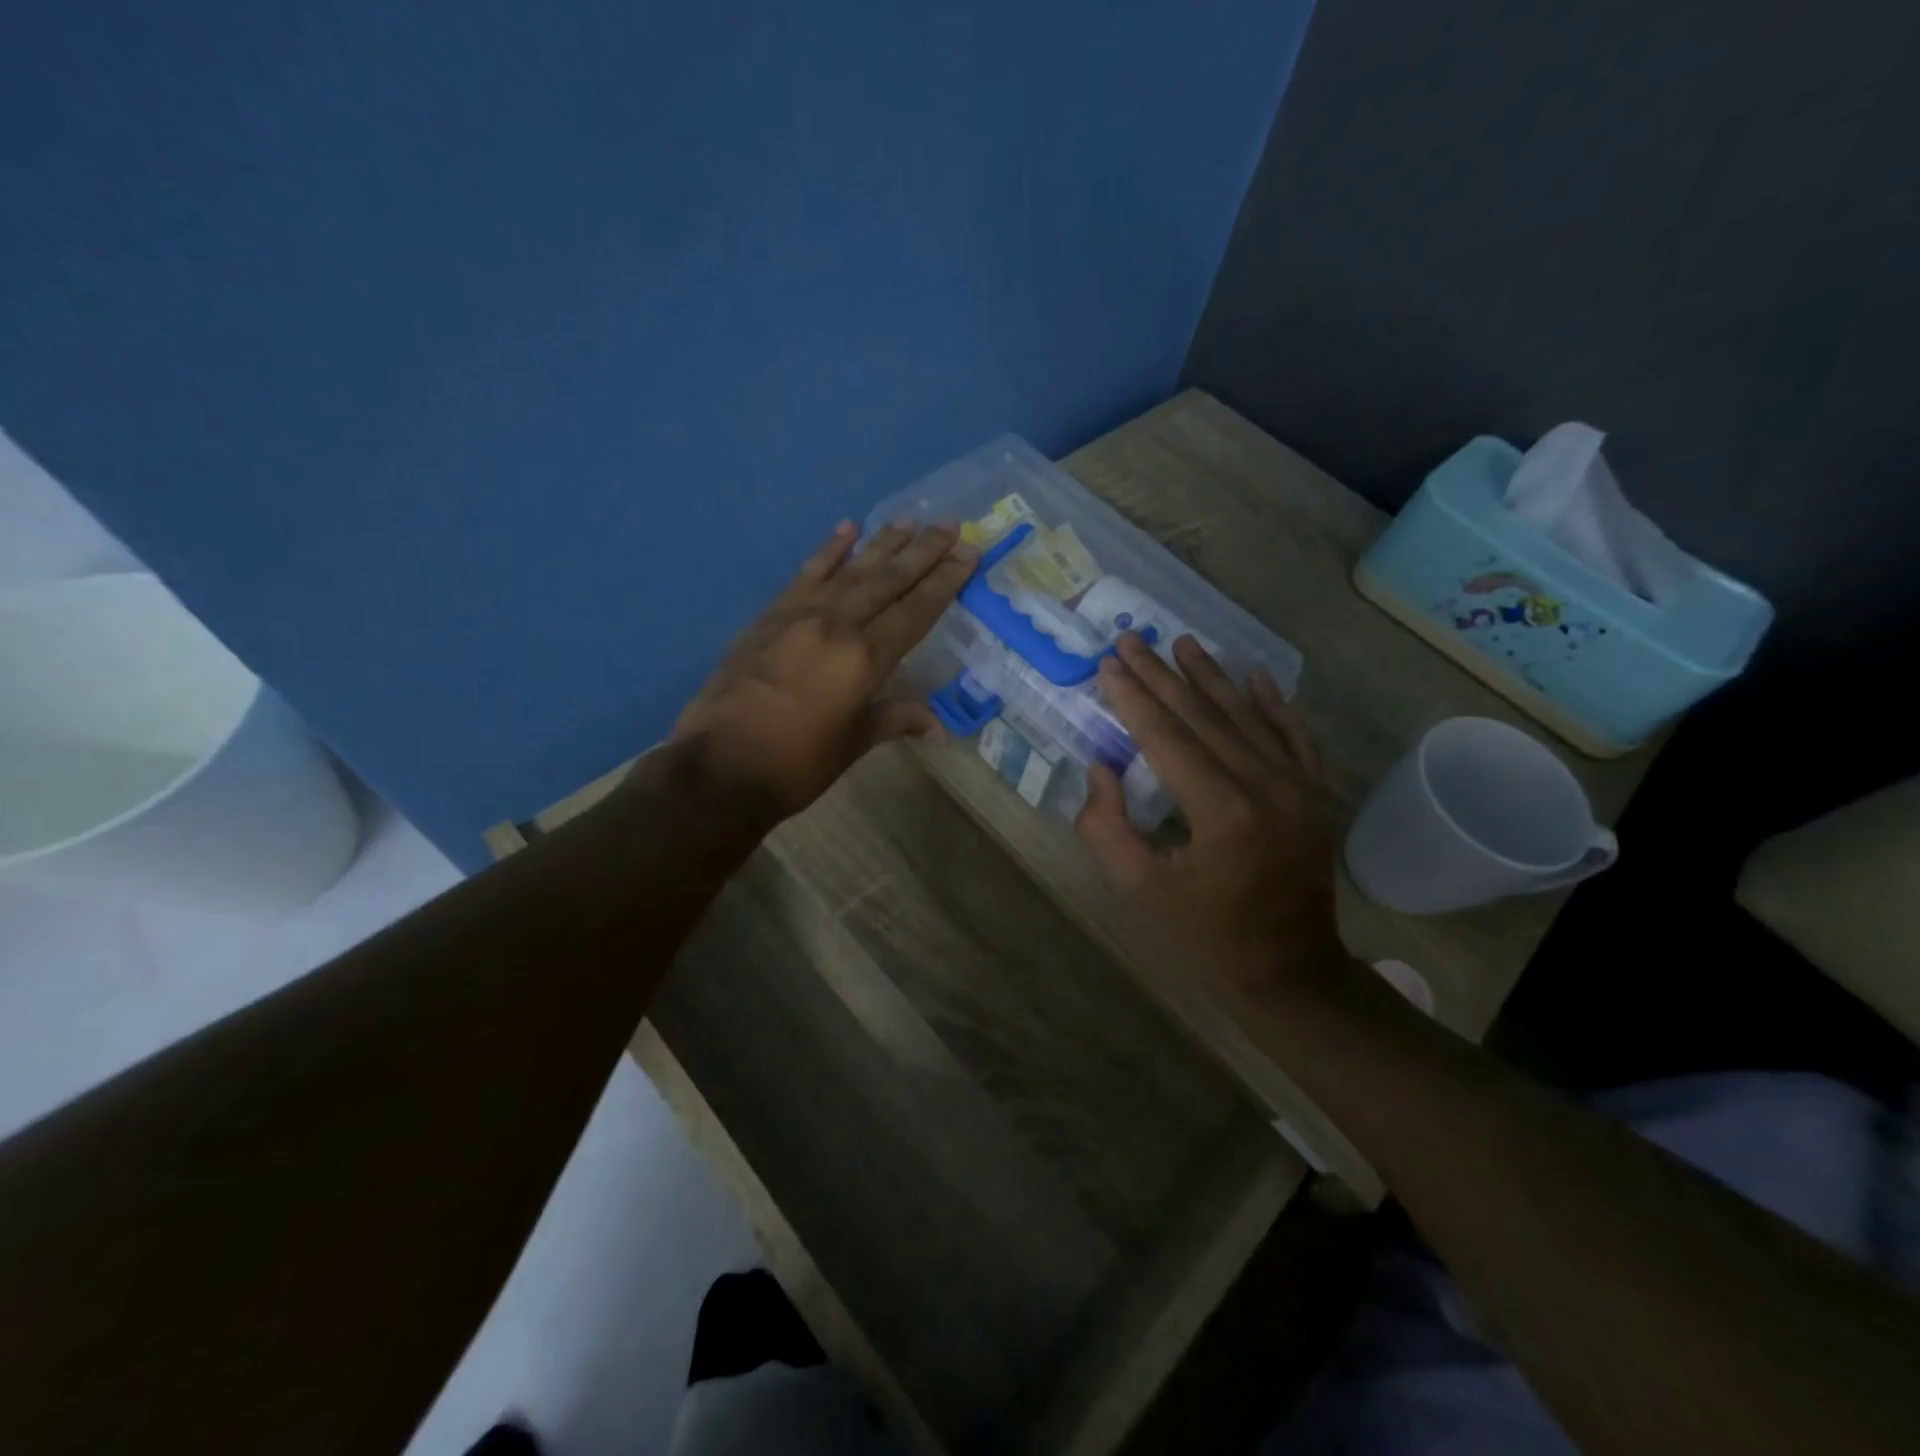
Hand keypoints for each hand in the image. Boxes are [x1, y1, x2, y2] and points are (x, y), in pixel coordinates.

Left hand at [671, 518, 976, 819]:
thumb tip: (940, 729)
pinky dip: (828, 551)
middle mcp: (836, 625)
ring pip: (850, 570)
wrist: (717, 767)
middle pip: (888, 580)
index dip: (945, 581)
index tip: (968, 552)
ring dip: (882, 543)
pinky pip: (805, 575)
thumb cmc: (795, 765)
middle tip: (950, 524)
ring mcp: (799, 615)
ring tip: (910, 519)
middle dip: (923, 551)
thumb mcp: (853, 745)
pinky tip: (846, 529)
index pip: (915, 611)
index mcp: (864, 659)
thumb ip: (895, 720)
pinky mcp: (769, 616)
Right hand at [1075, 633, 1345, 995]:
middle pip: (1203, 716)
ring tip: (1183, 642)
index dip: (1133, 698)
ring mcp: (1298, 786)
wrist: (1291, 972)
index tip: (1107, 663)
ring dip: (1211, 677)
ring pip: (1247, 716)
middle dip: (1162, 676)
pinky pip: (1294, 736)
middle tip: (1132, 639)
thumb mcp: (1140, 891)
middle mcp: (1265, 785)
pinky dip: (1274, 704)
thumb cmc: (1206, 936)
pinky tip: (1256, 676)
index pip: (1166, 737)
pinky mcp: (1316, 794)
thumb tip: (1100, 770)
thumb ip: (1106, 829)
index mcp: (1221, 811)